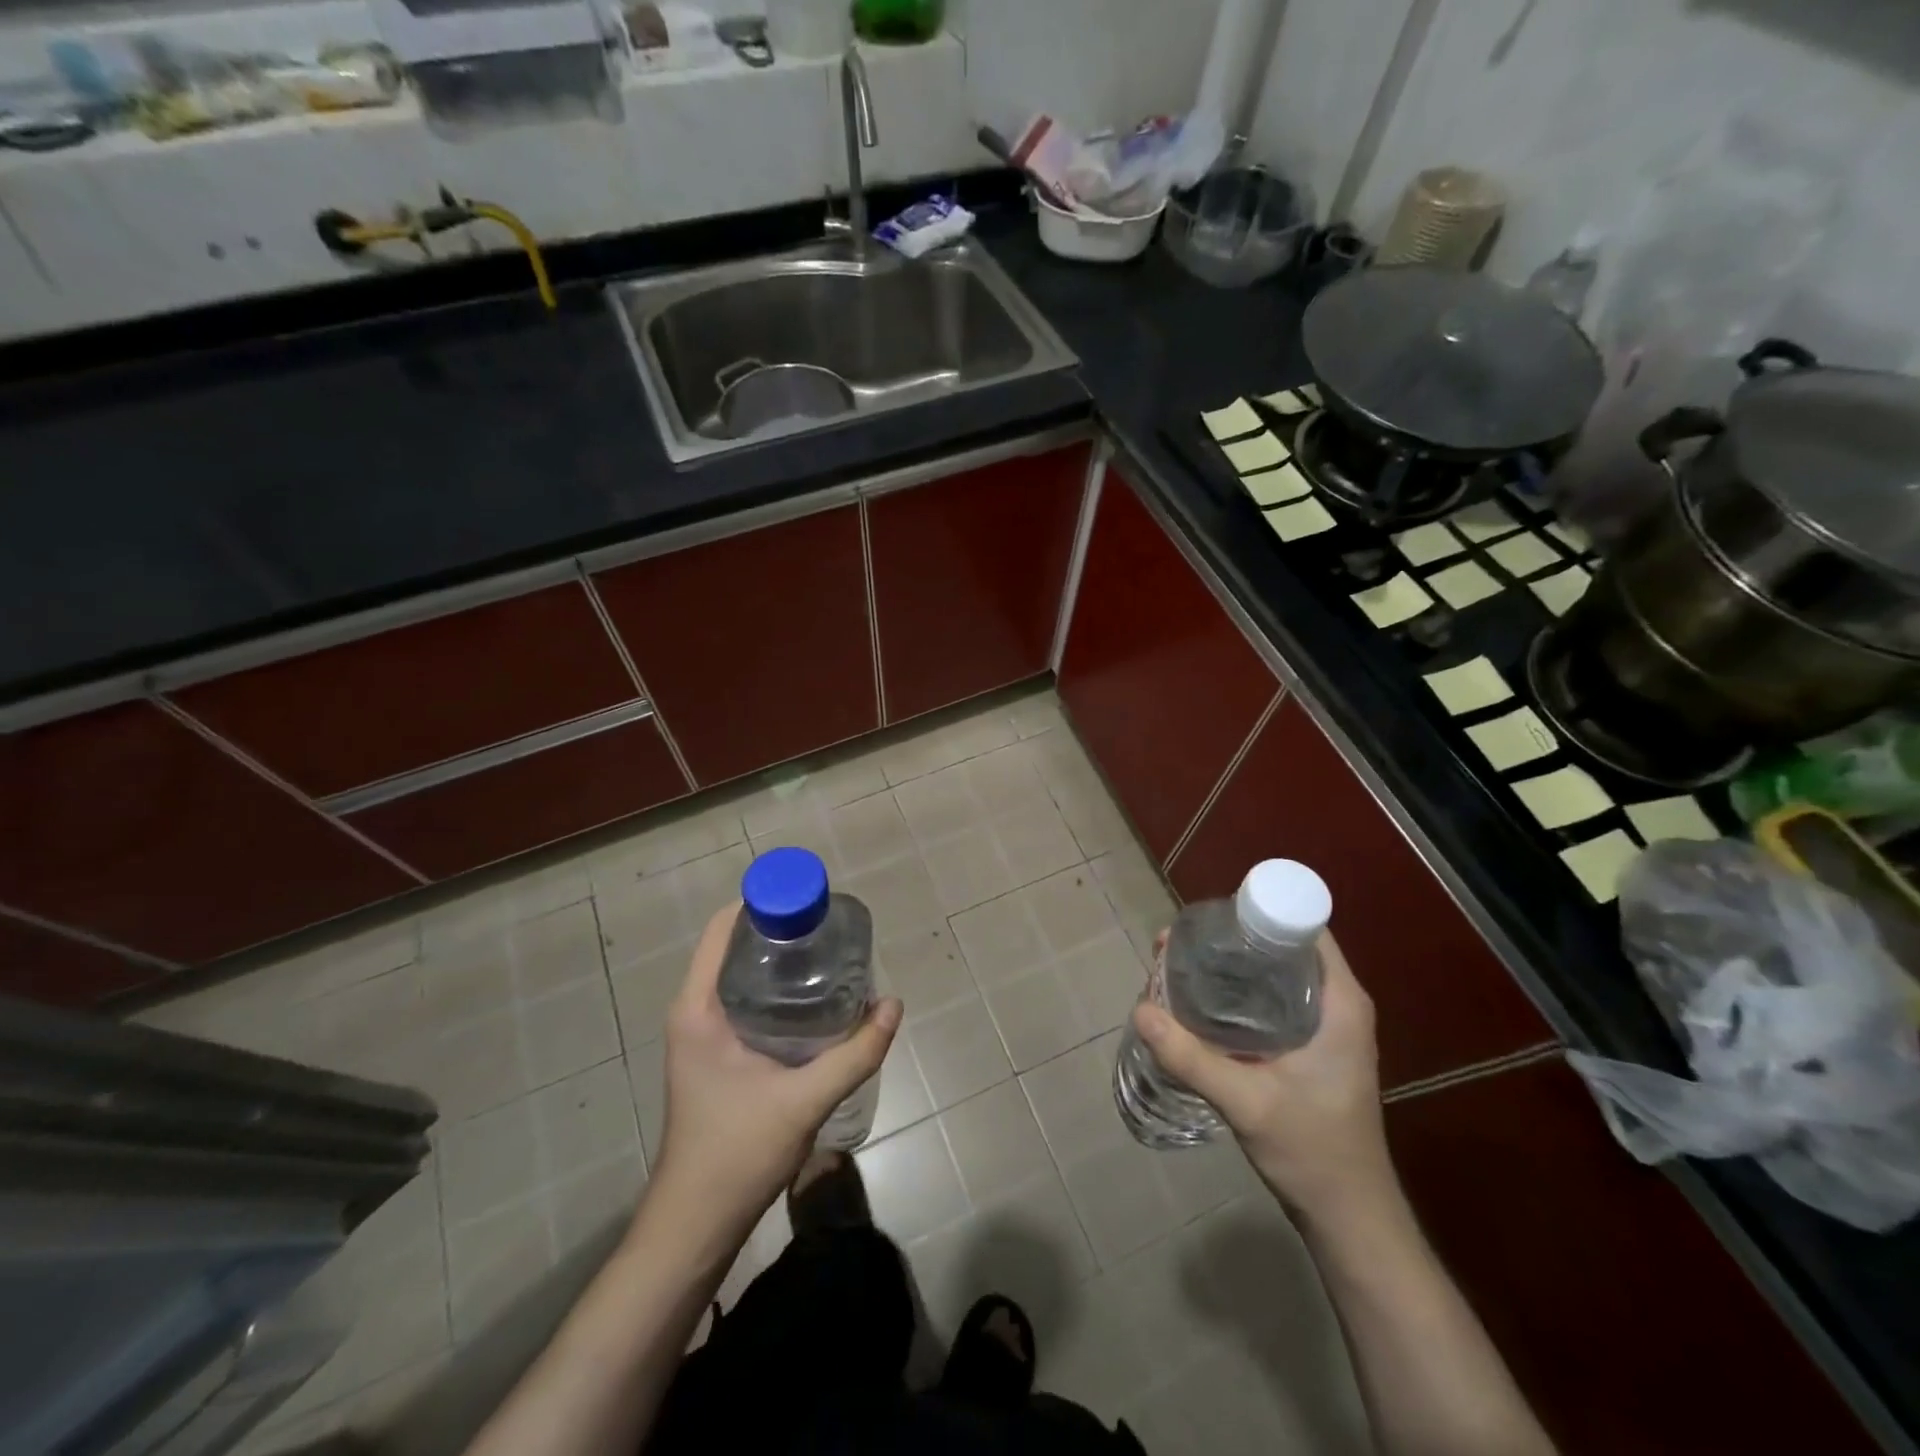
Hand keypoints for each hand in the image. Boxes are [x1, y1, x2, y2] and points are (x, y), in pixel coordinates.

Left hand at [652, 903, 901, 1227]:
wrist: (696, 1224)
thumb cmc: (737, 1154)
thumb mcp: (804, 1100)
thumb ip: (854, 1053)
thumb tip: (893, 1005)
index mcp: (698, 1008)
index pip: (725, 928)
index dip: (766, 903)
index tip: (812, 903)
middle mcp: (694, 1011)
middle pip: (736, 946)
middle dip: (782, 929)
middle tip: (831, 930)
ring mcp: (702, 1033)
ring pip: (741, 973)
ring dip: (780, 959)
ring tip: (829, 955)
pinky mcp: (715, 1053)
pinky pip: (744, 999)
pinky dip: (776, 987)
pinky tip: (813, 999)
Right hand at [1131, 930, 1398, 1230]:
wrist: (1349, 1219)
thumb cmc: (1313, 1153)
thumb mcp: (1248, 1102)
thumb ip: (1191, 1057)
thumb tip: (1140, 1008)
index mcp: (1339, 1001)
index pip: (1303, 926)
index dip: (1255, 912)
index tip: (1206, 920)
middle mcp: (1335, 1003)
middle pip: (1279, 947)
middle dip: (1227, 942)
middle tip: (1175, 947)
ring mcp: (1322, 1026)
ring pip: (1270, 975)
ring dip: (1226, 969)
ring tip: (1176, 969)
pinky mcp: (1308, 1047)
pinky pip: (1268, 1000)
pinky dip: (1234, 995)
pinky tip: (1196, 1005)